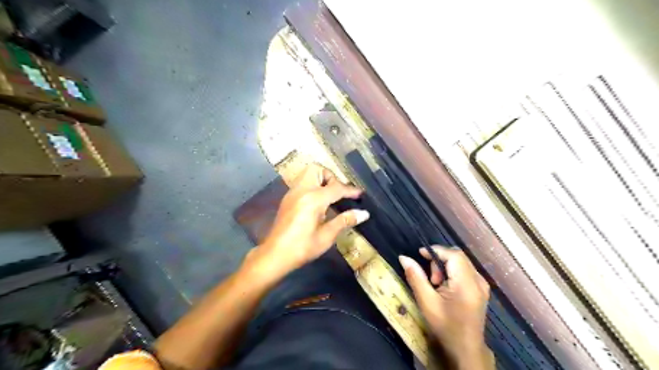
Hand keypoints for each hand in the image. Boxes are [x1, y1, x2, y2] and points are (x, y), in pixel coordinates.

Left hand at [257, 165, 369, 274]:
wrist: (275, 255)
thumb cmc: (302, 247)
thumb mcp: (326, 236)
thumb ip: (345, 220)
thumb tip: (364, 213)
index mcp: (313, 199)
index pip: (336, 188)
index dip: (350, 190)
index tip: (360, 194)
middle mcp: (301, 191)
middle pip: (317, 169)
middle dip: (331, 177)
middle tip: (338, 193)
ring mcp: (292, 193)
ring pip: (307, 174)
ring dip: (321, 179)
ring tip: (329, 197)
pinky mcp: (287, 198)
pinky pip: (302, 183)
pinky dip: (313, 186)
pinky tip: (317, 203)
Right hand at [396, 245, 493, 369]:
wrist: (465, 349)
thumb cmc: (445, 327)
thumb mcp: (426, 302)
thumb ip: (415, 277)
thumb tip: (404, 258)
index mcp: (467, 284)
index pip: (453, 255)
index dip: (436, 250)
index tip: (420, 254)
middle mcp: (478, 281)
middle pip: (458, 257)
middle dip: (440, 260)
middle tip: (430, 278)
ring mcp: (482, 285)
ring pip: (461, 262)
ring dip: (445, 266)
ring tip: (436, 284)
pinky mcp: (481, 289)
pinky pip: (465, 270)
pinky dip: (452, 272)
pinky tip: (445, 287)